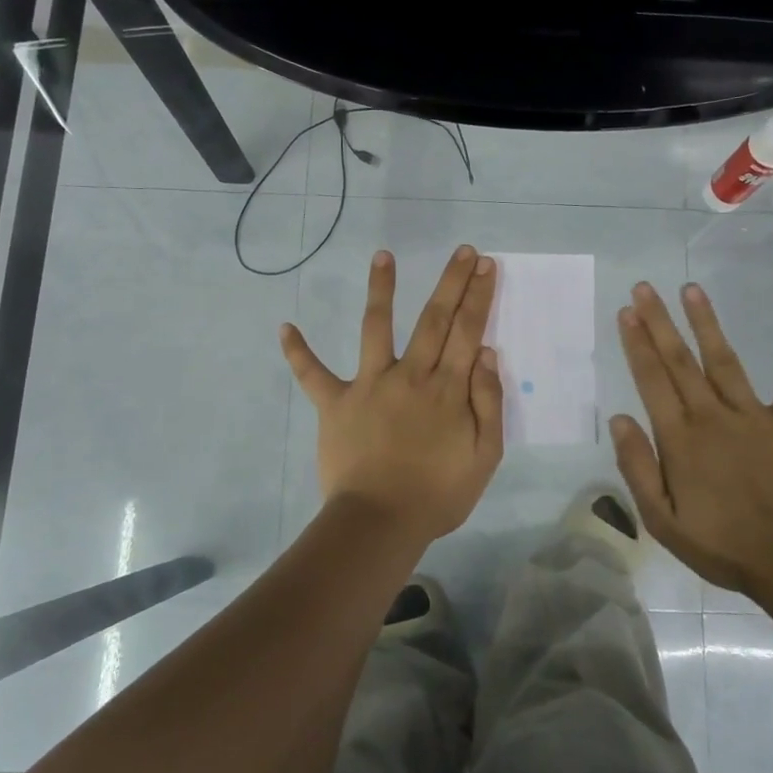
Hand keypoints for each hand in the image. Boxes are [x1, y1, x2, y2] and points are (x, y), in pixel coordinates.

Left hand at [280, 246, 504, 544]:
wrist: (381, 522)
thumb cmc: (438, 494)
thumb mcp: (484, 456)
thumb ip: (488, 402)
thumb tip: (486, 353)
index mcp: (447, 389)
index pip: (468, 331)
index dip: (478, 296)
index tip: (486, 266)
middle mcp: (410, 375)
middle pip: (434, 319)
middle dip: (451, 282)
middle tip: (463, 250)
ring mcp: (369, 385)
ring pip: (376, 328)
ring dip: (380, 290)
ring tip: (382, 256)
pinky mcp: (335, 403)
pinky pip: (313, 375)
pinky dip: (298, 353)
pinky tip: (284, 327)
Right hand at [610, 282, 772, 595]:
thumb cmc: (722, 545)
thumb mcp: (662, 520)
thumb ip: (637, 467)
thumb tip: (618, 418)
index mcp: (680, 438)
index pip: (652, 380)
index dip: (637, 344)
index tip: (627, 312)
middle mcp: (713, 415)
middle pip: (680, 361)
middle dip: (659, 322)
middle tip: (644, 288)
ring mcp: (755, 415)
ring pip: (724, 359)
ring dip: (707, 323)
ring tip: (691, 289)